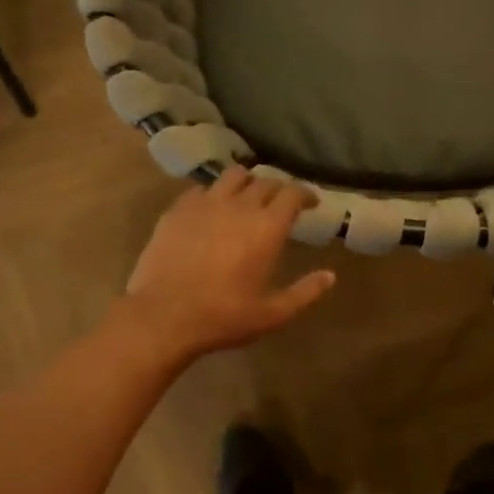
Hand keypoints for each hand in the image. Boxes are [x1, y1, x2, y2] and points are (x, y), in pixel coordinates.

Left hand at [119, 167, 335, 361]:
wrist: (163, 316)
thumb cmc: (223, 317)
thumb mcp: (272, 314)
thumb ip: (305, 292)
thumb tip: (330, 276)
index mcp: (266, 228)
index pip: (292, 193)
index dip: (305, 193)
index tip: (310, 202)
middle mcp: (238, 206)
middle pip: (264, 181)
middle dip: (277, 188)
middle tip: (280, 204)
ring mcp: (204, 204)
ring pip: (232, 176)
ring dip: (246, 182)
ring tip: (247, 197)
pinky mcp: (176, 210)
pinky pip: (201, 189)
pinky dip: (214, 193)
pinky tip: (212, 209)